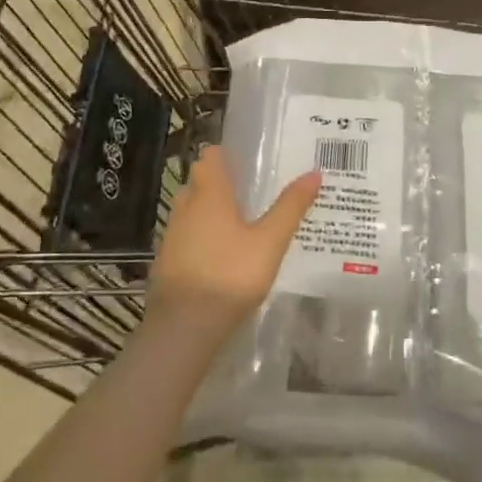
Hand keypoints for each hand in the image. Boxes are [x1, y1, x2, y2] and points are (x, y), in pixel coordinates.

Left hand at [145, 146, 321, 343]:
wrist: (184, 326)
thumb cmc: (230, 275)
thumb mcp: (270, 241)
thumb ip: (290, 207)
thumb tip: (314, 172)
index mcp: (210, 193)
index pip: (211, 156)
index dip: (227, 154)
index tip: (249, 160)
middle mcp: (186, 206)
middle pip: (201, 182)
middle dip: (222, 183)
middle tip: (252, 192)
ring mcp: (172, 234)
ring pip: (191, 210)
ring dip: (210, 212)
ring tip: (241, 224)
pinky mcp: (167, 261)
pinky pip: (187, 237)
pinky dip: (202, 237)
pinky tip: (222, 255)